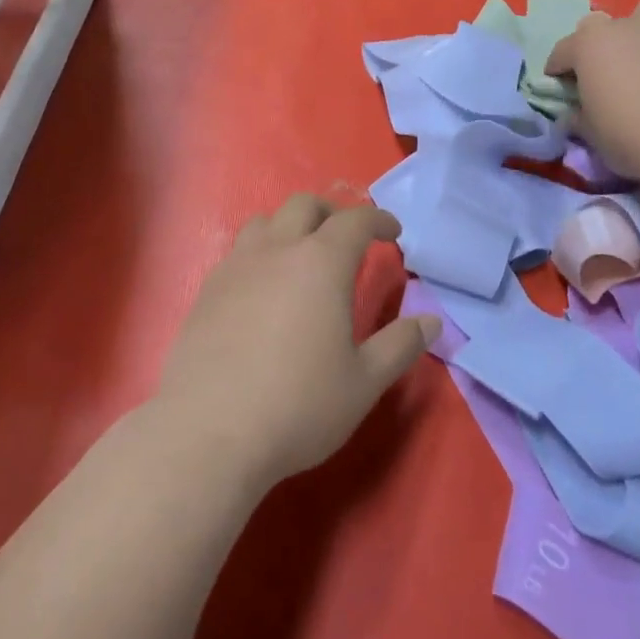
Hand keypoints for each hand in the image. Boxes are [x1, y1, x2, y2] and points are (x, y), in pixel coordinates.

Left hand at [155, 195, 439, 492]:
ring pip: (265, 221)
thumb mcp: (364, 382)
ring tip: (302, 255)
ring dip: (290, 226)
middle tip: (348, 238)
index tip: (393, 232)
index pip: (355, 220)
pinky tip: (264, 287)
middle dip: (332, 212)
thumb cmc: (298, 405)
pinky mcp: (207, 290)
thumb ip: (401, 345)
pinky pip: (238, 251)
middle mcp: (277, 251)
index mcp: (321, 263)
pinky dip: (260, 252)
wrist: (208, 432)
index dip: (378, 220)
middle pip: (305, 205)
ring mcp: (236, 267)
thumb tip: (432, 321)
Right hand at [545, 3, 639, 176]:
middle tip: (606, 78)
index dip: (558, 71)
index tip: (561, 89)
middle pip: (602, 28)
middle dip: (600, 48)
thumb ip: (578, 117)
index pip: (561, 52)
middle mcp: (626, 25)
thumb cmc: (630, 136)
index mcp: (589, 44)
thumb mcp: (590, 134)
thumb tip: (574, 115)